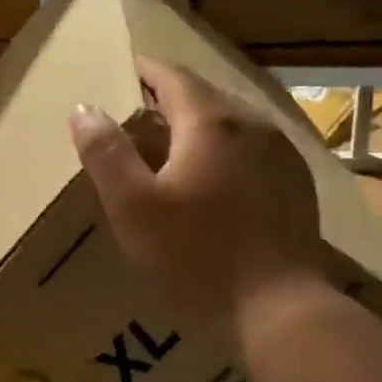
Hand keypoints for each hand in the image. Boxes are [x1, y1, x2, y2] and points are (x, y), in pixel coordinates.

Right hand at [70, 57, 327, 344]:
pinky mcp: (296, 184)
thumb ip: (106, 154)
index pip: (172, 75)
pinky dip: (223, 152)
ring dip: (196, 127)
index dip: (144, 70)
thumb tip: (84, 109)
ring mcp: (282, 154)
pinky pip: (251, 150)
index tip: (121, 72)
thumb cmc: (196, 257)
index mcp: (212, 121)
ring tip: (168, 150)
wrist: (279, 311)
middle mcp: (253, 124)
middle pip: (203, 96)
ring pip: (230, 123)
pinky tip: (211, 182)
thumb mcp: (133, 208)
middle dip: (167, 99)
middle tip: (134, 116)